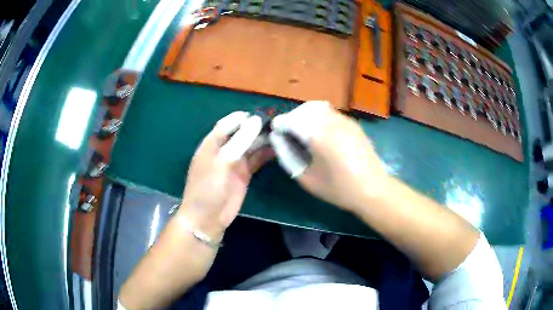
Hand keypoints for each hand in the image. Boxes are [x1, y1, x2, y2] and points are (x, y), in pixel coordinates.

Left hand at [180, 111, 272, 238]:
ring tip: (280, 134)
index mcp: (212, 143)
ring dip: (263, 140)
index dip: (243, 118)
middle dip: (256, 127)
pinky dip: (265, 154)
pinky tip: (277, 149)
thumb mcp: (222, 163)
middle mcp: (224, 150)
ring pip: (250, 145)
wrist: (208, 218)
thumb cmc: (208, 188)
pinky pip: (256, 160)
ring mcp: (235, 162)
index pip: (228, 124)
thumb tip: (255, 120)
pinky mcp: (244, 174)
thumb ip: (239, 141)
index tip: (261, 115)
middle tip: (277, 123)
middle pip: (241, 133)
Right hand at [269, 101, 388, 211]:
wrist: (372, 188)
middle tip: (289, 134)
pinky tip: (321, 133)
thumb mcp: (306, 177)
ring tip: (304, 132)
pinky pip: (330, 112)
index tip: (276, 132)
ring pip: (317, 107)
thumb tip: (276, 137)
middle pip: (303, 109)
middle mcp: (330, 121)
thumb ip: (286, 155)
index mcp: (317, 135)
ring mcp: (344, 120)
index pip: (290, 119)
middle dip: (292, 118)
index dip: (279, 124)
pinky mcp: (352, 123)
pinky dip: (319, 116)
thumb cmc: (337, 188)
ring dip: (305, 115)